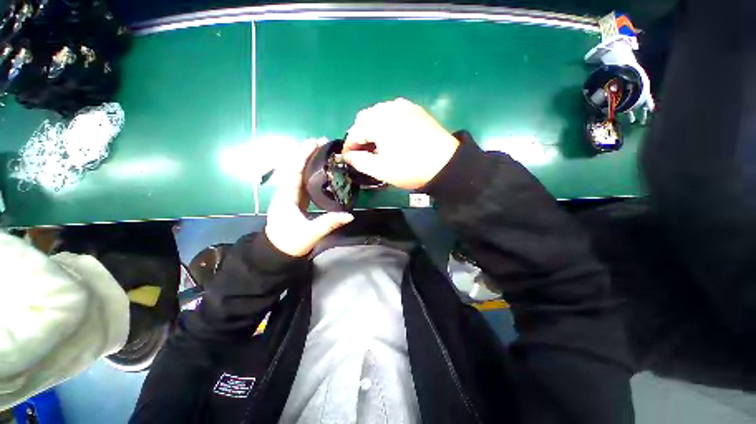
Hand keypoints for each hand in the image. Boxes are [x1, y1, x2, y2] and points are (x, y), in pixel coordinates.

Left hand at [265, 140, 353, 256]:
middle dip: (306, 153)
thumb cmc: (290, 242)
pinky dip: (310, 172)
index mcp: (286, 197)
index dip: (303, 155)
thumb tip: (350, 215)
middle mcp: (286, 192)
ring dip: (308, 160)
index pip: (294, 171)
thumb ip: (329, 223)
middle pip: (295, 167)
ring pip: (298, 173)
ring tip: (322, 151)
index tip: (314, 143)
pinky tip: (319, 169)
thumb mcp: (310, 234)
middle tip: (322, 142)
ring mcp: (290, 195)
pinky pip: (302, 181)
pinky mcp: (295, 200)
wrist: (277, 252)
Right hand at [343, 98, 459, 189]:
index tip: (349, 157)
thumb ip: (360, 161)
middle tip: (364, 152)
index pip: (355, 131)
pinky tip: (392, 137)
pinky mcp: (416, 110)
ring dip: (373, 128)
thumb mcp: (381, 170)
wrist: (445, 163)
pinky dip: (387, 123)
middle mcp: (389, 107)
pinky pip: (393, 113)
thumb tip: (348, 156)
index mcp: (379, 121)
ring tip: (378, 146)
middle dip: (361, 135)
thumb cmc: (410, 168)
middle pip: (365, 118)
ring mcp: (404, 106)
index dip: (349, 145)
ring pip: (379, 114)